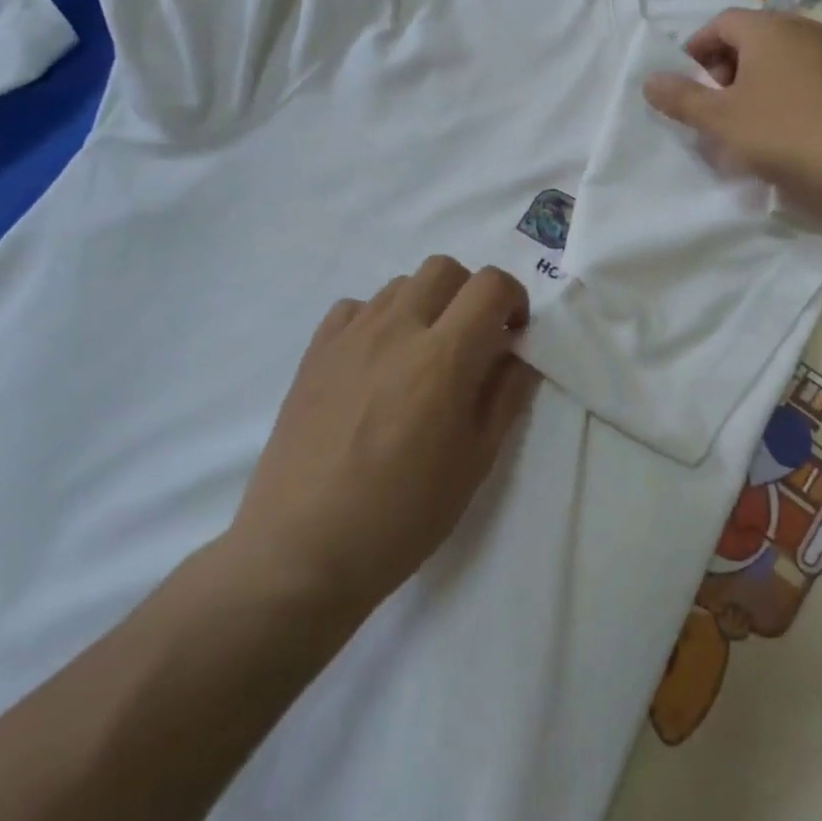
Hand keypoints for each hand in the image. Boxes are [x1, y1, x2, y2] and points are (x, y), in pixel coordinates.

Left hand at [221, 257, 537, 616]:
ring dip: (426, 304)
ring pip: (400, 284)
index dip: (513, 298)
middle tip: (472, 340)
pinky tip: (377, 361)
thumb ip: (506, 396)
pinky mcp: (315, 352)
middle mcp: (397, 329)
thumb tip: (519, 354)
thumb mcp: (476, 462)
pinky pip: (355, 307)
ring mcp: (350, 337)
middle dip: (470, 293)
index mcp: (444, 356)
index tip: (512, 334)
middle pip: (444, 268)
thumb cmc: (403, 516)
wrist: (302, 551)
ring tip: (422, 354)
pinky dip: (378, 319)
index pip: (490, 285)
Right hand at [643, 9, 821, 217]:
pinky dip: (788, 94)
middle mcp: (804, 30)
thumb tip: (649, 80)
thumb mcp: (720, 119)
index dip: (698, 50)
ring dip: (758, 84)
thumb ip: (681, 98)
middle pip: (754, 39)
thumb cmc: (783, 132)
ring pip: (783, 60)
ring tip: (747, 122)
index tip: (688, 84)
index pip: (722, 22)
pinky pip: (809, 78)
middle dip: (727, 69)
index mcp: (769, 29)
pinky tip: (786, 131)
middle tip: (715, 106)